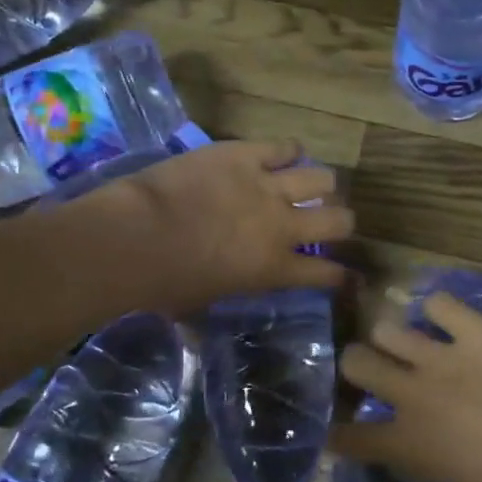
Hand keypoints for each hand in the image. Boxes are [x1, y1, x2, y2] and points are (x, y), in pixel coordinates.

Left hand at [91, 139, 350, 316]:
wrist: (136, 237)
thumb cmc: (163, 283)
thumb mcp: (195, 306)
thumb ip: (209, 309)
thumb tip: (196, 335)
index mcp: (274, 269)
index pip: (326, 273)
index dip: (340, 274)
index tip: (345, 273)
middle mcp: (282, 226)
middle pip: (338, 220)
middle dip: (341, 221)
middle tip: (329, 220)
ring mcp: (267, 186)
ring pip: (320, 179)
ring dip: (319, 184)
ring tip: (310, 184)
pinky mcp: (244, 155)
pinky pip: (283, 146)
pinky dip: (288, 150)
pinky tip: (286, 153)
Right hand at [334, 293, 481, 481]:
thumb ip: (437, 462)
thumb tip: (434, 449)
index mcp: (408, 445)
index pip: (351, 437)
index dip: (340, 433)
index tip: (339, 431)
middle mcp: (412, 395)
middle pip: (357, 362)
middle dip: (359, 363)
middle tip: (375, 365)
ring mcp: (441, 358)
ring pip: (389, 328)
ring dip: (395, 335)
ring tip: (411, 339)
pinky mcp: (475, 331)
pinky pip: (441, 303)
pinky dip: (441, 309)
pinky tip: (450, 318)